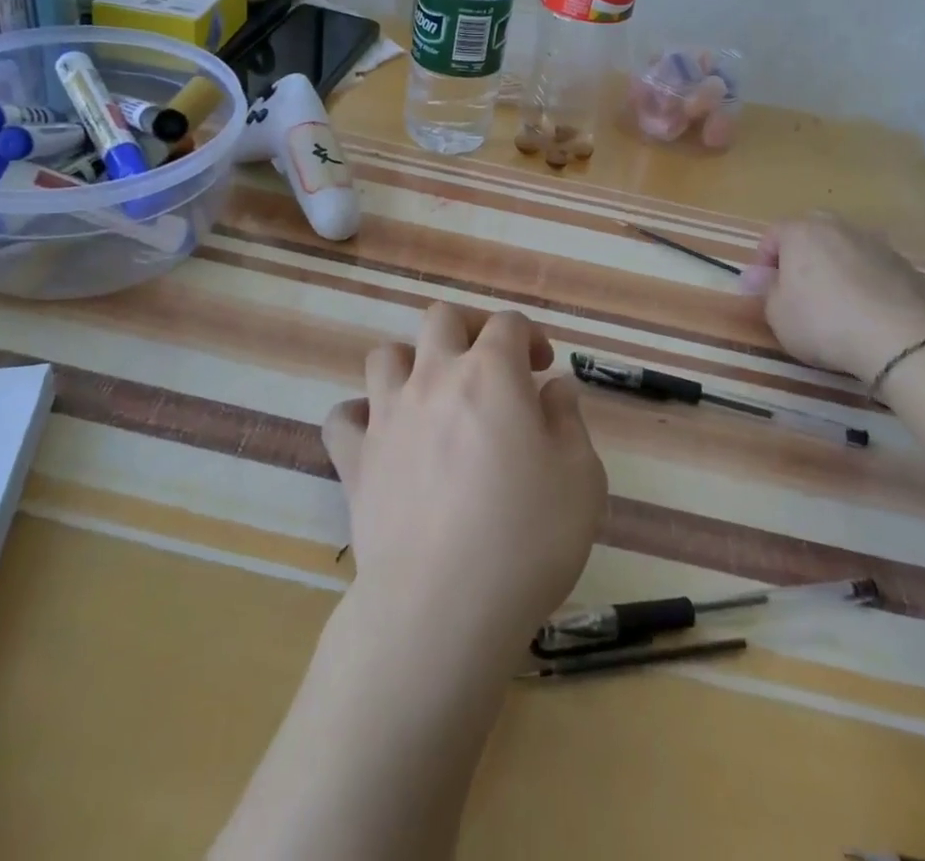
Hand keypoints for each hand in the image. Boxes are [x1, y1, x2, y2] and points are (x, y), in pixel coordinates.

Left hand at [322, 305, 607, 654]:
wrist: (443, 604)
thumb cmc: (526, 538)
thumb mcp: (581, 479)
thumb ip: (569, 421)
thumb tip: (554, 389)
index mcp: (491, 373)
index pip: (507, 323)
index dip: (529, 336)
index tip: (541, 369)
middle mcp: (434, 377)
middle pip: (441, 319)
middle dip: (469, 329)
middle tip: (489, 366)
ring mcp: (387, 415)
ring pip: (385, 355)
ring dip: (411, 363)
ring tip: (432, 396)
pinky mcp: (356, 459)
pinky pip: (343, 417)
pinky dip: (360, 416)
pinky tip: (382, 437)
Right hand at [741, 213, 924, 378]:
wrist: (896, 339)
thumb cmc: (821, 321)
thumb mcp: (776, 312)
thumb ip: (765, 288)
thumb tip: (757, 276)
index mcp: (802, 232)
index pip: (773, 234)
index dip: (763, 260)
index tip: (763, 287)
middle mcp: (840, 228)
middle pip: (813, 232)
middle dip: (802, 254)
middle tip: (798, 287)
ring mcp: (878, 245)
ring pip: (847, 248)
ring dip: (837, 266)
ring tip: (837, 301)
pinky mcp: (907, 268)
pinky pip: (876, 269)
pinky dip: (868, 282)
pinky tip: (868, 312)